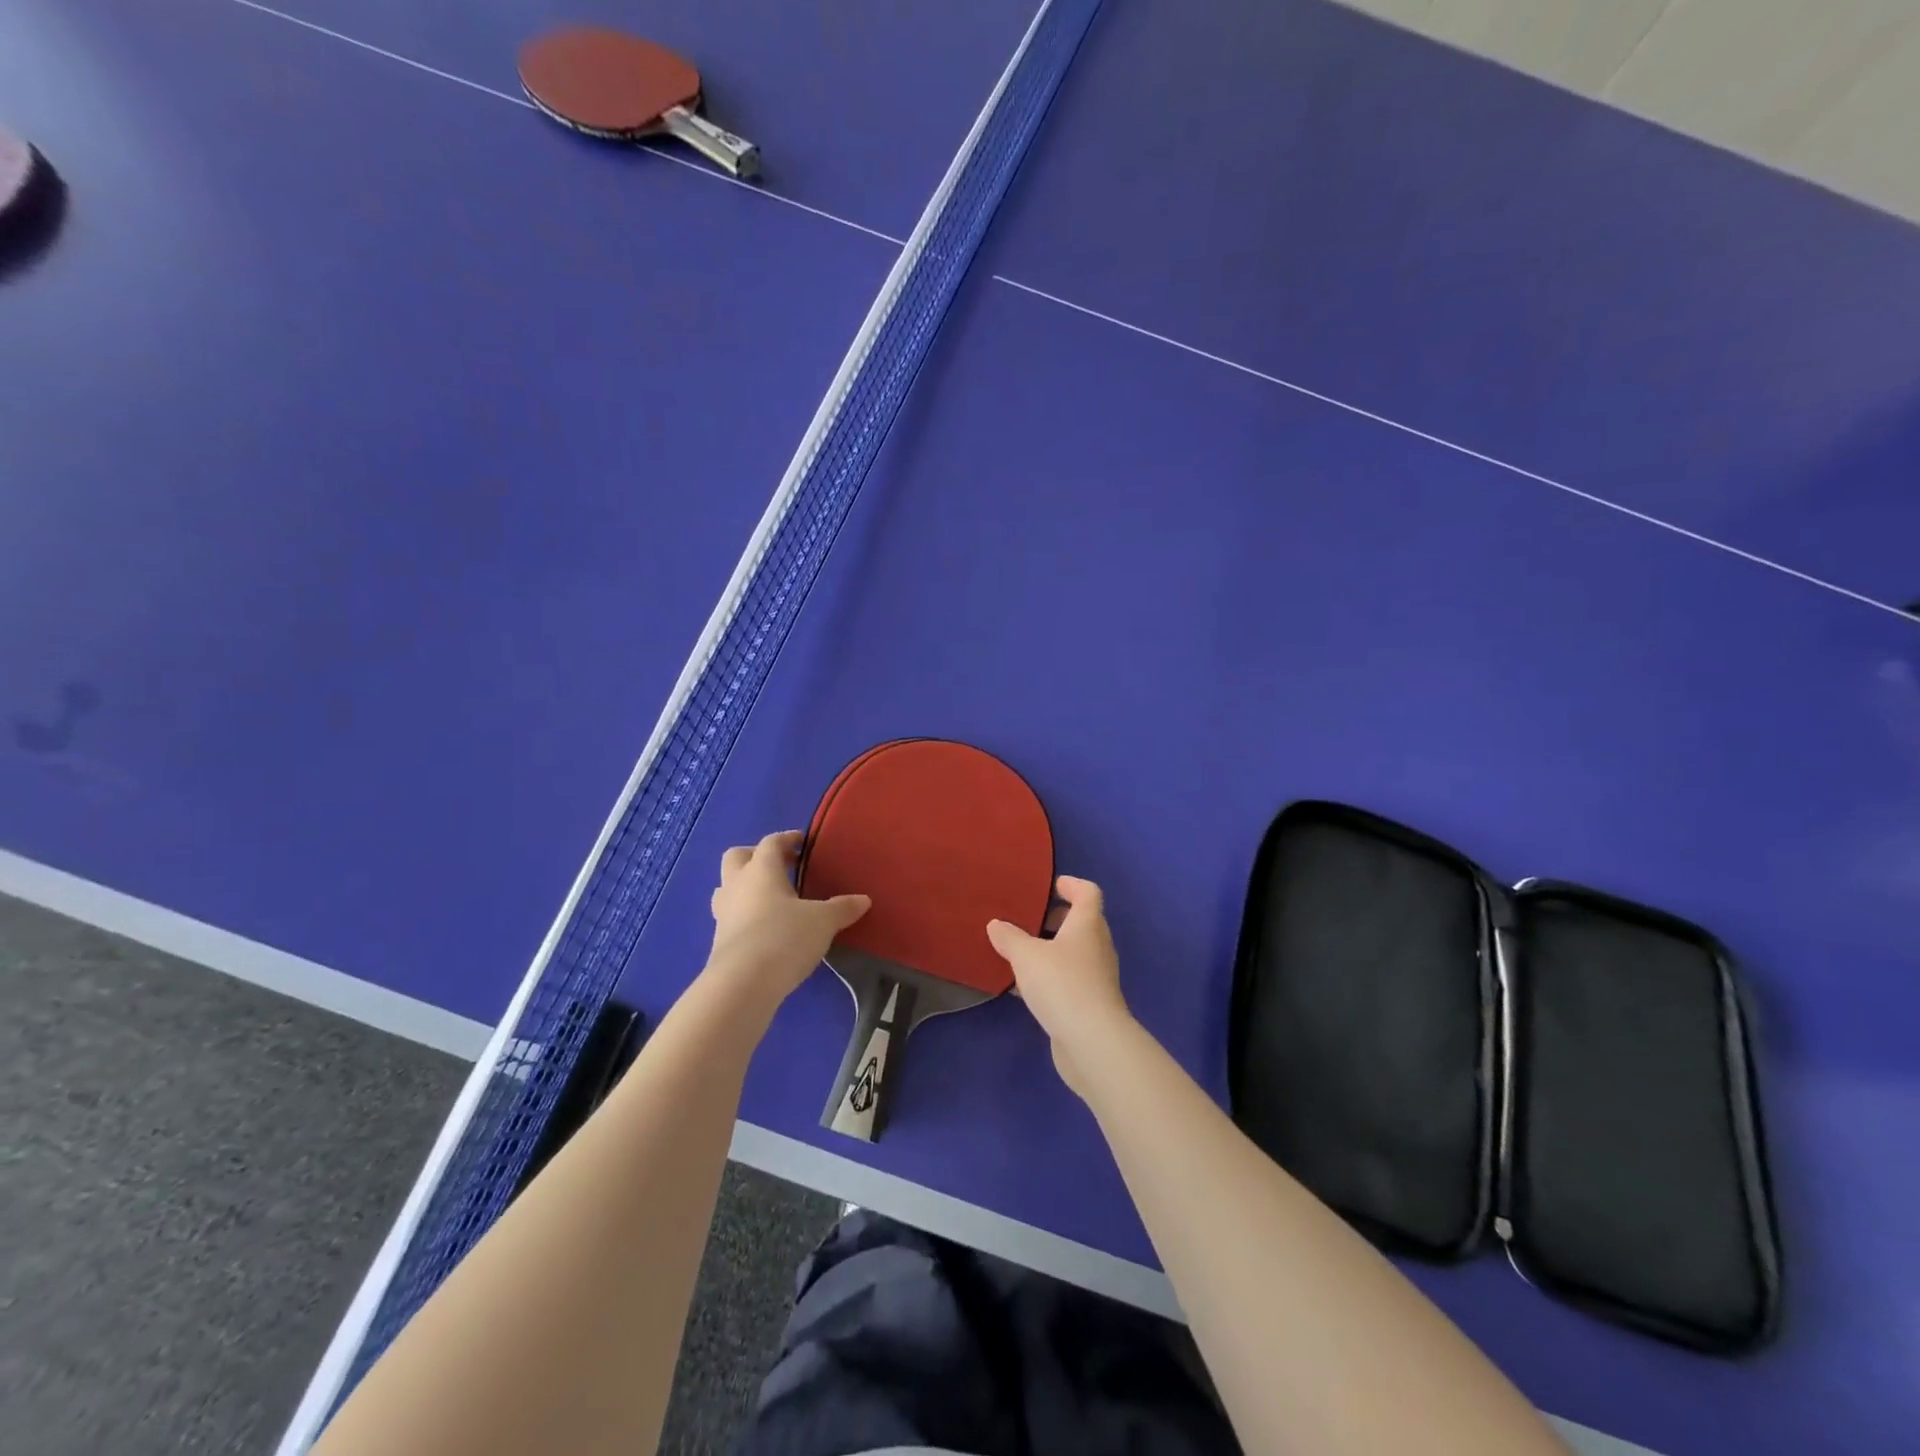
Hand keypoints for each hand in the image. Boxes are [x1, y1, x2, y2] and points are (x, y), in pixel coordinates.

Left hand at [706, 831, 868, 1010]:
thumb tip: (863, 900)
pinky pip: (731, 916)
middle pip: (737, 857)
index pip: (770, 842)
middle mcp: (737, 885)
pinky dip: (746, 916)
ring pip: (728, 887)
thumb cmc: (784, 938)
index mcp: (761, 870)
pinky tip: (767, 929)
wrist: (743, 984)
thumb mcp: (823, 921)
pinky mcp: (719, 941)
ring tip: (771, 900)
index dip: (787, 839)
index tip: (802, 843)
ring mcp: (723, 913)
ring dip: (746, 887)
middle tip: (781, 868)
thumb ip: (842, 908)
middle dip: (756, 856)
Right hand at [987, 876, 1132, 1096]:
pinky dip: (1050, 976)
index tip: (1051, 885)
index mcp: (1087, 925)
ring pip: (1075, 953)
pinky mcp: (1091, 1003)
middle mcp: (1097, 946)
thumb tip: (996, 924)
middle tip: (1029, 919)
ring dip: (1052, 949)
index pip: (1088, 893)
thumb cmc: (1061, 984)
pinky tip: (1025, 987)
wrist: (1092, 1041)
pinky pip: (1069, 979)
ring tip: (1021, 951)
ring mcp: (1097, 977)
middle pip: (1083, 922)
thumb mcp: (1026, 956)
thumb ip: (1009, 938)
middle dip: (1057, 919)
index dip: (1072, 885)